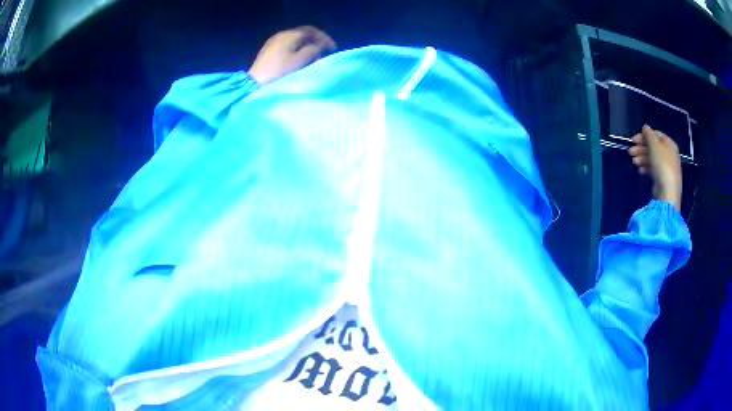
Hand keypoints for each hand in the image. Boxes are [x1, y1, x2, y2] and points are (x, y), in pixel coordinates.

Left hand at [248, 26, 335, 85]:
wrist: (255, 84)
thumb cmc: (280, 72)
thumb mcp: (300, 61)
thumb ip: (313, 50)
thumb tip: (318, 46)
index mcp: (290, 35)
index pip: (311, 30)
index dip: (324, 38)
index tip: (333, 49)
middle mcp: (281, 35)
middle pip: (303, 34)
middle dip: (315, 42)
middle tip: (324, 53)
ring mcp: (273, 43)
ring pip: (295, 40)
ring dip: (306, 47)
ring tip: (313, 58)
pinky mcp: (268, 52)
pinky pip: (287, 46)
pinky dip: (297, 51)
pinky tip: (299, 60)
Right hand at [629, 125, 682, 210]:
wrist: (667, 193)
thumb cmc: (662, 165)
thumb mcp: (655, 145)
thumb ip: (649, 134)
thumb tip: (645, 127)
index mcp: (669, 145)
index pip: (656, 135)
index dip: (644, 135)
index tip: (633, 140)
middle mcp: (669, 154)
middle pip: (653, 147)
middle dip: (641, 148)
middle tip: (630, 152)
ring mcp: (666, 168)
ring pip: (652, 159)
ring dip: (642, 158)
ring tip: (634, 162)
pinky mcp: (662, 179)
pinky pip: (653, 169)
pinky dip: (646, 167)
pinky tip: (640, 170)